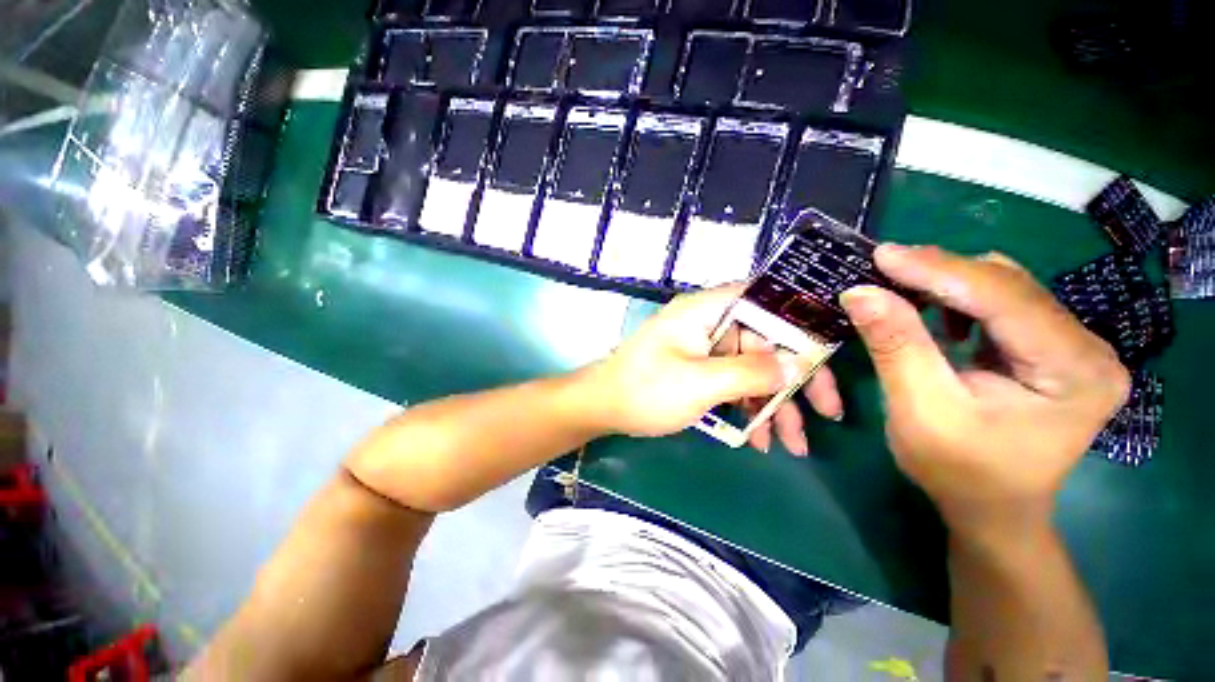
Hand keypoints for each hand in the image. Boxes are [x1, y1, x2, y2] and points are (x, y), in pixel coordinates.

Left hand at [584, 284, 843, 452]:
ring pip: (753, 367)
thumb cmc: (645, 390)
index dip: (798, 315)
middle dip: (795, 378)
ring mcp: (704, 348)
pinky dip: (749, 406)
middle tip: (827, 411)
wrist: (602, 408)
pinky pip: (734, 382)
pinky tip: (761, 438)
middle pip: (765, 339)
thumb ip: (750, 372)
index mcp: (705, 310)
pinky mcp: (699, 370)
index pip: (763, 296)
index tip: (830, 346)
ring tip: (793, 443)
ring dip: (775, 402)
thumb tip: (796, 365)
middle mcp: (708, 323)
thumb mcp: (700, 383)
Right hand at [839, 246, 1128, 531]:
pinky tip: (935, 315)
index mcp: (1075, 371)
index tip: (881, 255)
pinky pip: (1002, 305)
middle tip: (882, 270)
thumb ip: (896, 347)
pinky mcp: (1052, 349)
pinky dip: (959, 300)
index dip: (938, 271)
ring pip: (1005, 288)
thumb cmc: (958, 472)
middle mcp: (1089, 349)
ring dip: (948, 285)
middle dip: (941, 274)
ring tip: (901, 290)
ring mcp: (1074, 347)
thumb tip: (860, 292)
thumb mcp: (920, 411)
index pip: (1004, 298)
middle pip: (1010, 286)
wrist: (992, 509)